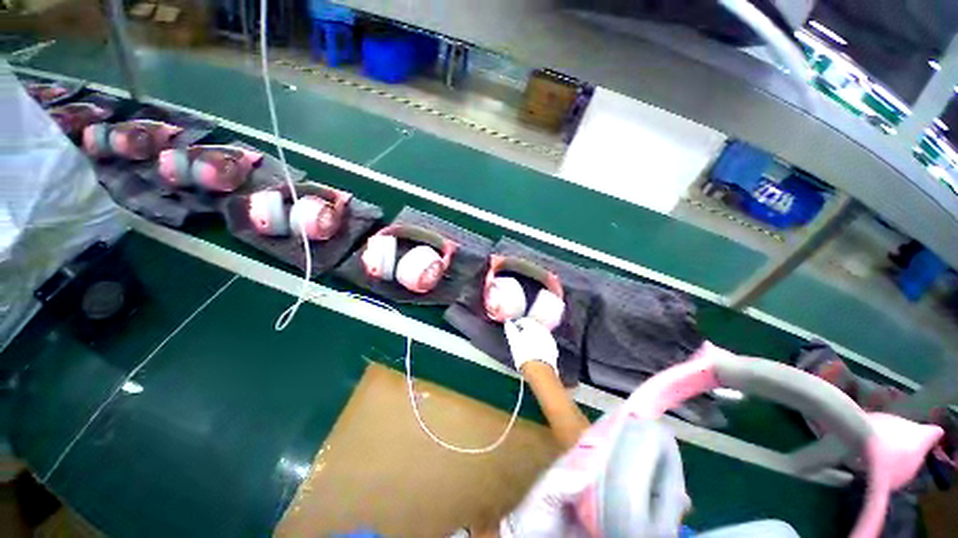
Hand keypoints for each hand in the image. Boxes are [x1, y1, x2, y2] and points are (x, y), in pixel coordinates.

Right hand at [504, 318, 558, 374]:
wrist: (539, 369)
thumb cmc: (523, 353)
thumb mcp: (513, 340)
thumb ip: (510, 329)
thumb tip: (508, 322)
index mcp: (532, 325)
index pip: (523, 321)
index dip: (517, 325)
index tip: (513, 330)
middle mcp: (543, 329)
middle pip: (533, 326)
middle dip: (527, 330)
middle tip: (520, 337)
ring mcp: (549, 338)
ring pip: (540, 334)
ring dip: (534, 337)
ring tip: (527, 345)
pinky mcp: (553, 348)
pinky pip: (545, 342)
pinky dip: (540, 344)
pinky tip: (535, 351)